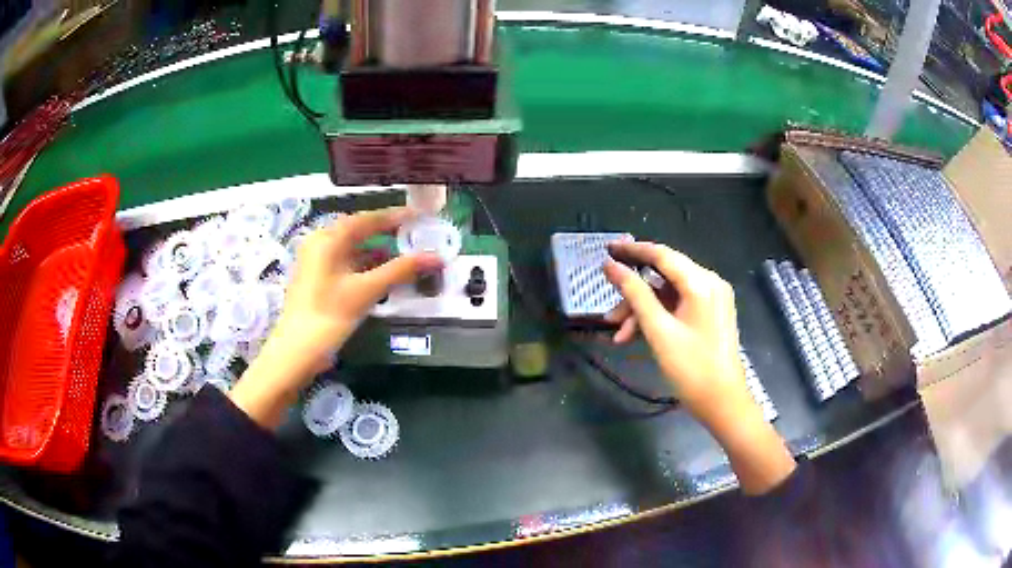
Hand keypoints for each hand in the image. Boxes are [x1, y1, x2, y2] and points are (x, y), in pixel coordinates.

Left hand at [230, 207, 441, 428]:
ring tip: (405, 255)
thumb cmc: (329, 316)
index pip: (367, 219)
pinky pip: (345, 263)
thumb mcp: (367, 291)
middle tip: (415, 235)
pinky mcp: (316, 279)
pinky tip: (382, 274)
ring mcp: (315, 261)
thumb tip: (436, 257)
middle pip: (359, 231)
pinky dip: (365, 265)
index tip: (420, 216)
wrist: (296, 352)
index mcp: (328, 239)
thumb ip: (401, 271)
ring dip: (377, 251)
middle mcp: (319, 243)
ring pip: (352, 249)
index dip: (395, 216)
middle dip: (388, 234)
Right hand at [603, 241, 794, 494]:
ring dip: (643, 311)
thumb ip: (634, 294)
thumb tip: (610, 266)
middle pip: (664, 277)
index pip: (662, 254)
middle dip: (634, 295)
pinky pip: (679, 306)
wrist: (724, 403)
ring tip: (620, 335)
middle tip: (610, 316)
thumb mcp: (659, 331)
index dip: (632, 250)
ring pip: (669, 294)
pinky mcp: (712, 314)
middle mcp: (710, 283)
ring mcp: (713, 299)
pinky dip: (659, 318)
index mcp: (701, 283)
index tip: (606, 249)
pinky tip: (638, 336)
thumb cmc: (692, 368)